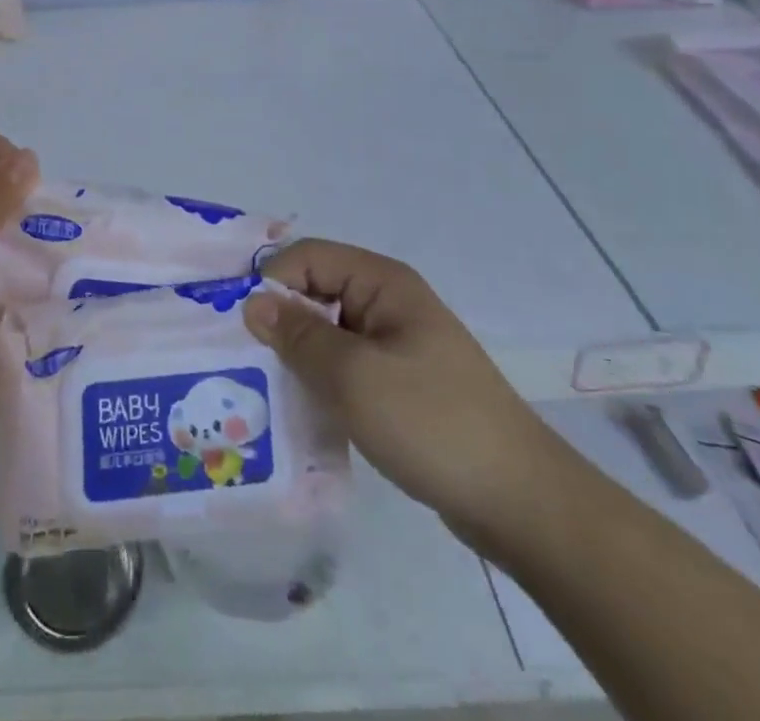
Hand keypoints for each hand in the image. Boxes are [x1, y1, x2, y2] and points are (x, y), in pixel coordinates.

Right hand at [244, 239, 567, 552]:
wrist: (520, 502)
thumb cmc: (431, 422)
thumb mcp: (353, 376)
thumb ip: (298, 335)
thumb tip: (251, 302)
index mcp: (382, 283)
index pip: (309, 257)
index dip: (272, 281)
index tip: (239, 324)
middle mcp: (389, 303)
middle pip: (317, 292)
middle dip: (280, 320)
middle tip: (241, 360)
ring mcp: (398, 345)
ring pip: (329, 334)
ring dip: (299, 356)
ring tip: (262, 389)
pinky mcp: (402, 385)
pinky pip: (348, 368)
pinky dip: (323, 382)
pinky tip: (302, 412)